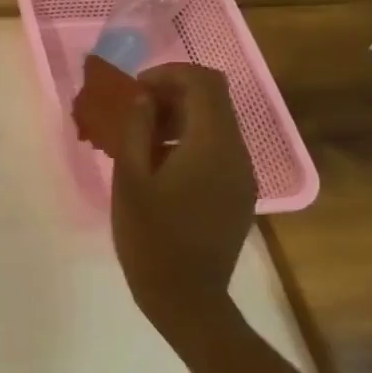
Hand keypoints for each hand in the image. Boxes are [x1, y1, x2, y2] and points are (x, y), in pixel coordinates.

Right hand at [73, 57, 255, 341]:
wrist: (185, 298)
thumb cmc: (150, 236)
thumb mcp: (130, 178)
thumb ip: (136, 129)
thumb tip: (144, 97)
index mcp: (212, 145)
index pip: (204, 83)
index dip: (169, 74)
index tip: (135, 91)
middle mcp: (236, 154)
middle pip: (213, 101)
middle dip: (171, 95)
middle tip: (132, 114)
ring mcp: (241, 176)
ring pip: (215, 126)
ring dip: (178, 119)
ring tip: (139, 141)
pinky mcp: (237, 195)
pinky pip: (216, 152)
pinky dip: (187, 143)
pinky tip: (157, 169)